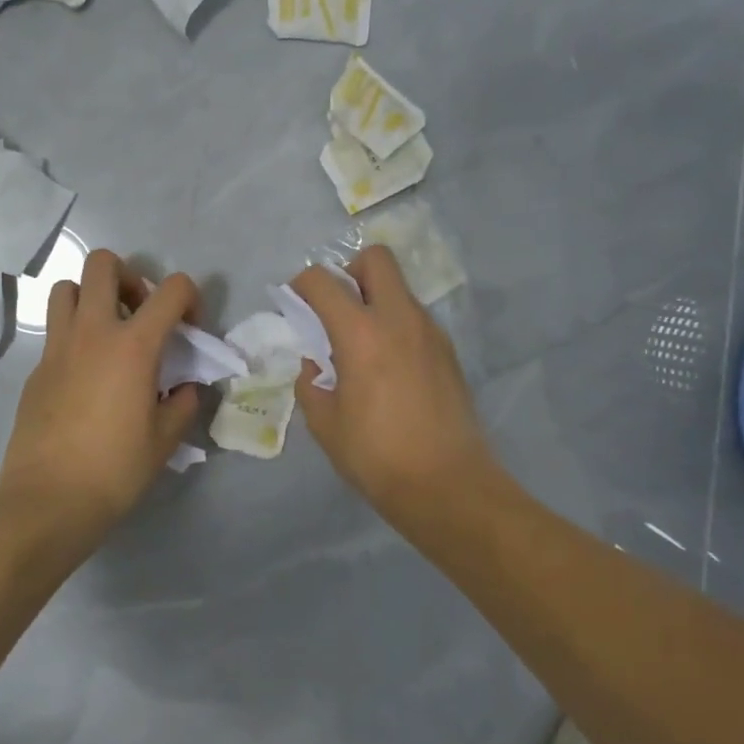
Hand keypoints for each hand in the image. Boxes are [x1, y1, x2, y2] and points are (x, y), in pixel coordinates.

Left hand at [0, 249, 201, 546]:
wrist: (49, 501)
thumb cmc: (115, 469)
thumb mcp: (165, 439)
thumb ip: (183, 403)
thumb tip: (187, 388)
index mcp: (133, 345)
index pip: (171, 289)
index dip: (190, 297)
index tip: (189, 327)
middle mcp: (92, 332)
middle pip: (103, 264)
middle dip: (129, 276)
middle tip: (139, 312)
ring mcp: (57, 348)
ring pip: (67, 288)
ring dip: (91, 297)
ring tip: (107, 332)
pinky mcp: (36, 369)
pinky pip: (55, 331)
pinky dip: (74, 336)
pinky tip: (85, 376)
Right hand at [290, 246, 496, 522]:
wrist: (448, 485)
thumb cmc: (377, 455)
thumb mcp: (325, 424)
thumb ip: (311, 384)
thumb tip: (315, 365)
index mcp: (361, 333)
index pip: (323, 282)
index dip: (302, 284)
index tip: (295, 302)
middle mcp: (399, 319)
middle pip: (376, 259)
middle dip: (350, 271)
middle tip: (338, 309)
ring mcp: (430, 332)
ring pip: (400, 289)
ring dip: (376, 300)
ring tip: (363, 346)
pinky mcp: (448, 351)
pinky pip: (416, 318)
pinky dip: (396, 325)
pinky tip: (389, 367)